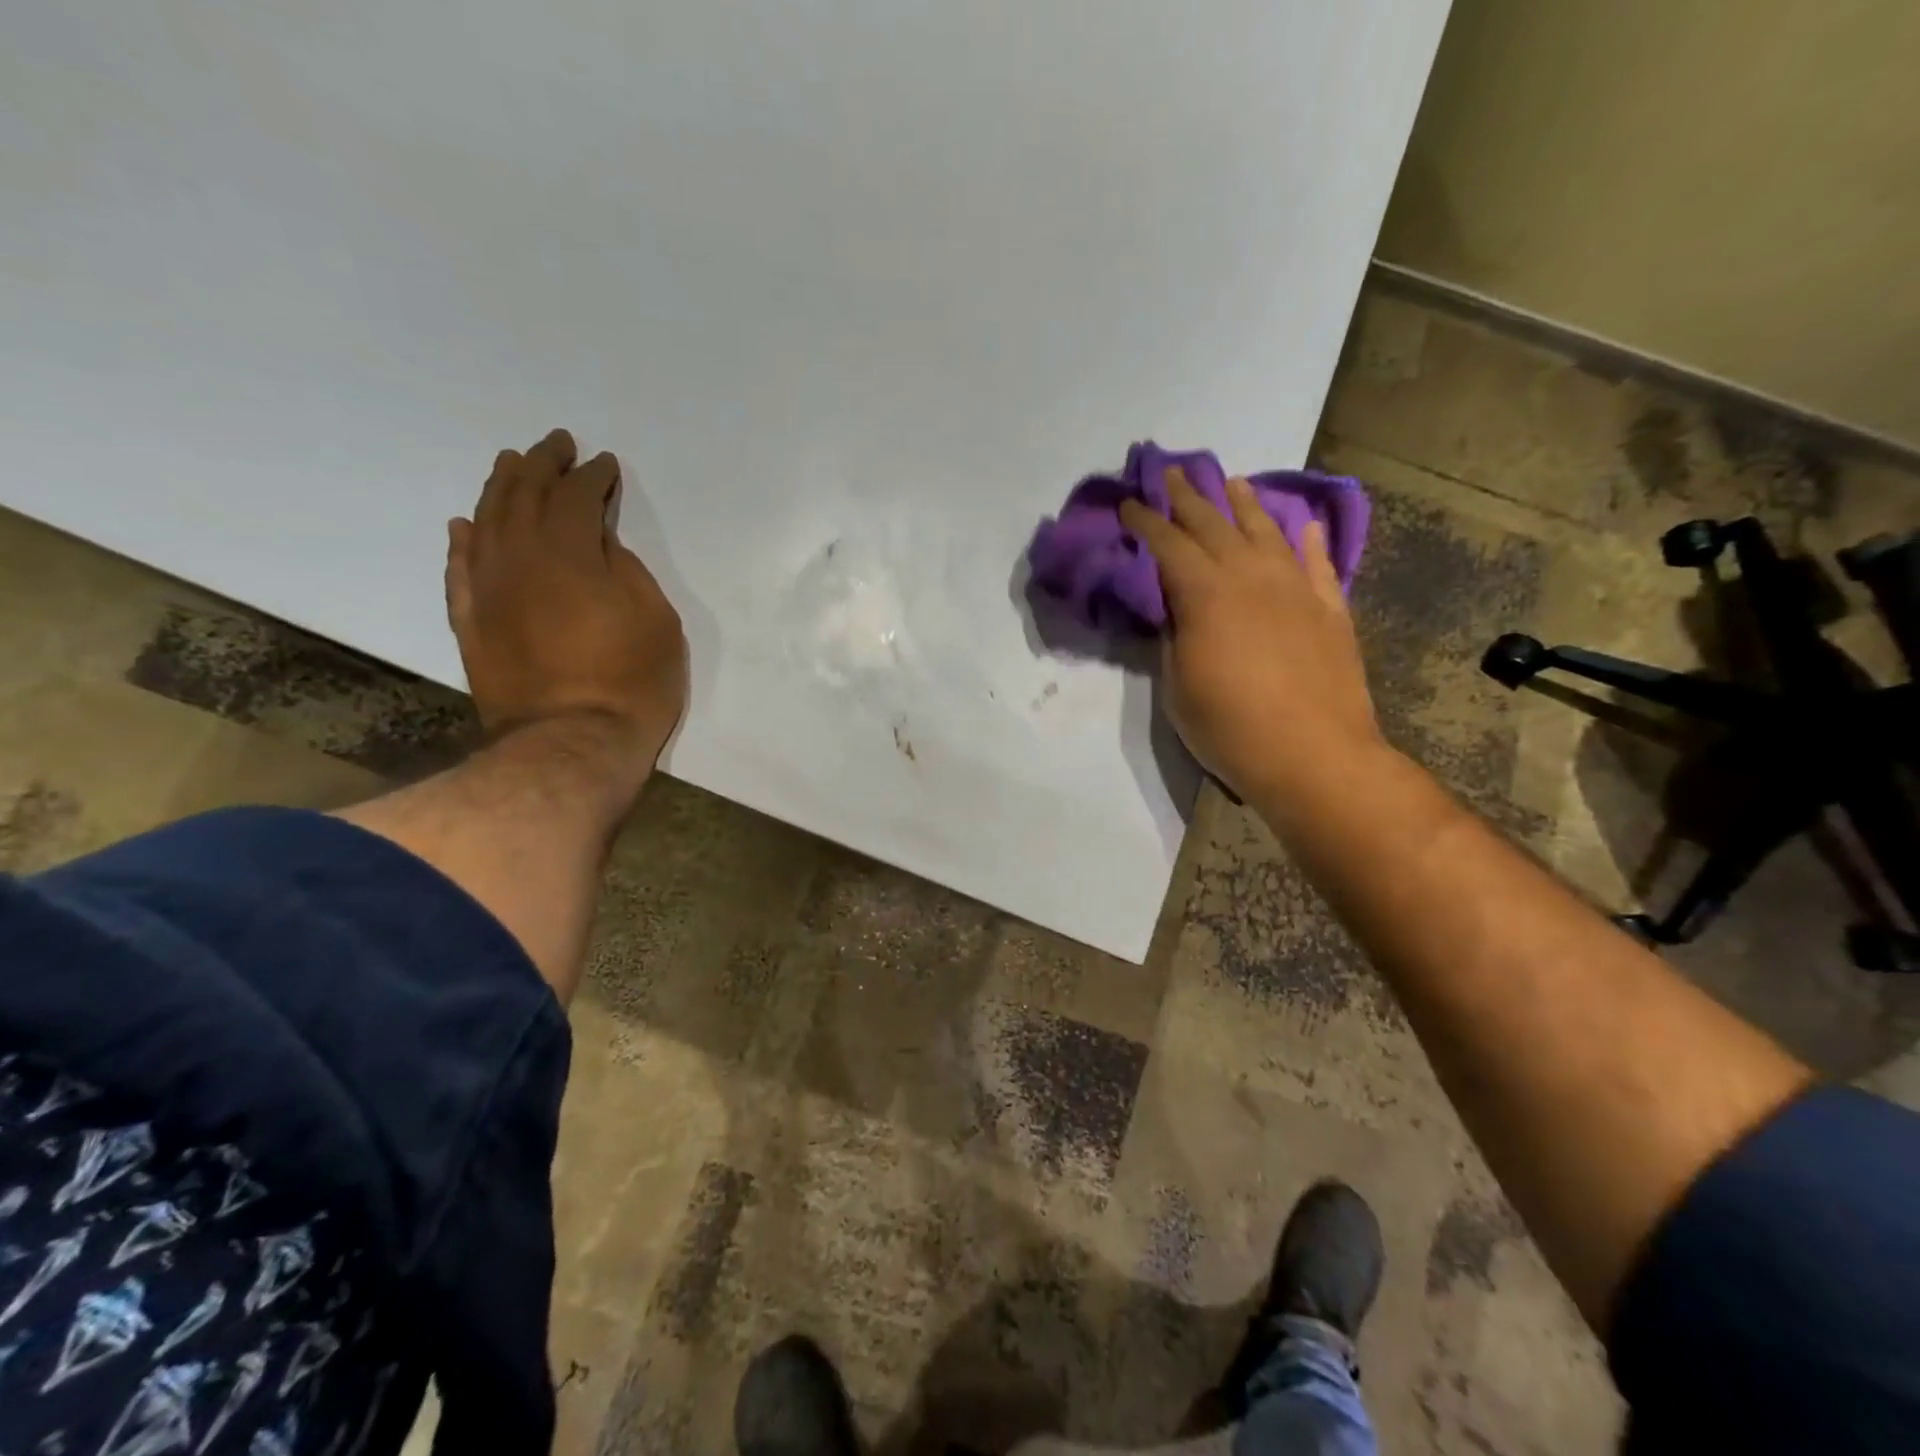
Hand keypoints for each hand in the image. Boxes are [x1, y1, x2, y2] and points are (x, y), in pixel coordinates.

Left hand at [447, 429, 687, 774]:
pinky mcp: (471, 622)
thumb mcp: (655, 619)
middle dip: (543, 466)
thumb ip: (625, 570)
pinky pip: (460, 570)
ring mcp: (488, 590)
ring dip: (500, 488)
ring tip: (511, 465)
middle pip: (524, 496)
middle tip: (556, 444)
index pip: (577, 497)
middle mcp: (518, 558)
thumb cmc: (631, 681)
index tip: (604, 464)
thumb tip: (598, 543)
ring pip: (487, 522)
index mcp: (569, 552)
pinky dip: (464, 542)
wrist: (571, 743)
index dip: (593, 477)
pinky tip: (466, 525)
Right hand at [1120, 468, 1381, 805]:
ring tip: (1230, 483)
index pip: (1168, 544)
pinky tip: (1302, 524)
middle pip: (1214, 524)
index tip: (1130, 502)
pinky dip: (1307, 539)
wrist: (1314, 756)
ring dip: (1245, 504)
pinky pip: (1317, 562)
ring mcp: (1296, 588)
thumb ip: (1174, 636)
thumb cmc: (1231, 728)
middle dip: (1187, 497)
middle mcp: (1251, 576)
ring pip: (1267, 531)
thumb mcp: (1178, 686)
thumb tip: (1176, 609)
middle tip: (1171, 473)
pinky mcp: (1329, 608)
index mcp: (1206, 594)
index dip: (1146, 521)